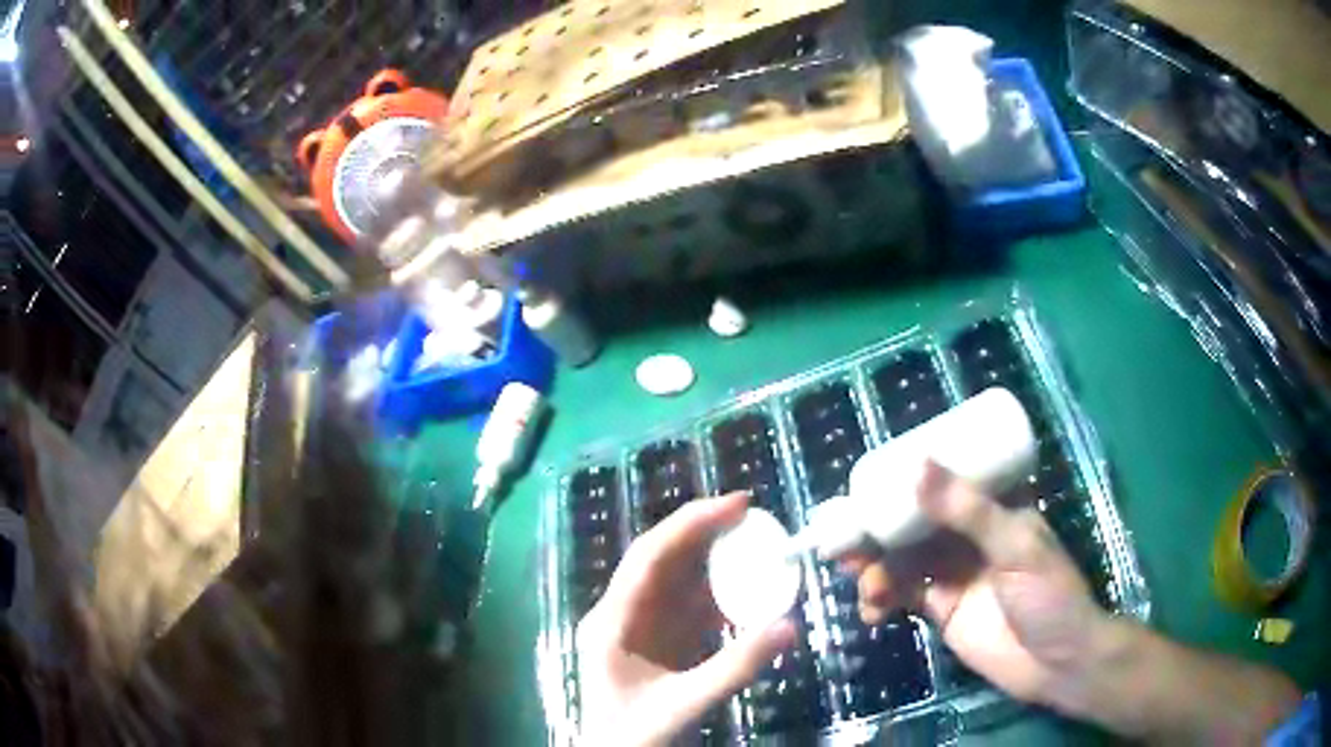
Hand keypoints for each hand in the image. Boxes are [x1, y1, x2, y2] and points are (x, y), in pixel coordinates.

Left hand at [575, 492, 796, 746]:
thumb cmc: (634, 735)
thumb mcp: (685, 704)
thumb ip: (736, 667)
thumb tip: (789, 626)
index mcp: (612, 621)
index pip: (649, 556)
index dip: (692, 523)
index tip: (738, 504)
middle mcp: (621, 614)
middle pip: (662, 559)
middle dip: (705, 533)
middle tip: (753, 517)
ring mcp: (637, 627)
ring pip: (676, 580)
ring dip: (713, 560)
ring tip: (756, 544)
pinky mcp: (656, 642)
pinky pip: (687, 607)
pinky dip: (717, 594)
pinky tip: (745, 590)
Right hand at [847, 462, 1108, 705]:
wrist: (1056, 664)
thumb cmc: (1049, 596)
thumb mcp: (1015, 547)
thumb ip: (968, 512)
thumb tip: (917, 465)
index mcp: (994, 507)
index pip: (947, 479)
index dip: (907, 477)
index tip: (869, 481)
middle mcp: (970, 535)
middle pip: (915, 521)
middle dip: (878, 530)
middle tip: (845, 541)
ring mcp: (954, 572)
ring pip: (903, 559)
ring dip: (876, 569)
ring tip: (865, 586)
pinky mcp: (940, 609)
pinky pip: (901, 596)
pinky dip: (881, 601)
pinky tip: (872, 613)